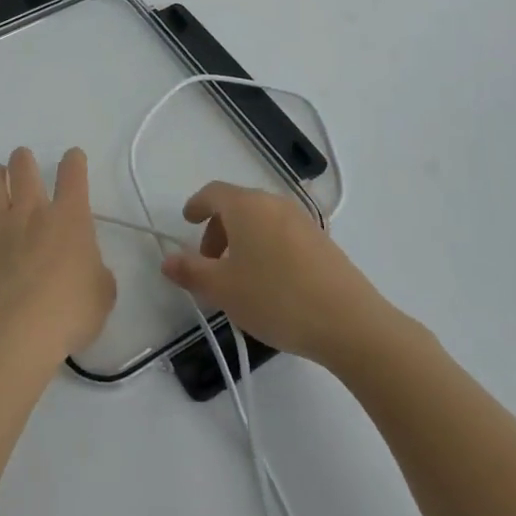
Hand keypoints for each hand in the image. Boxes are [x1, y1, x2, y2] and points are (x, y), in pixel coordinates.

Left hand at [0, 147, 116, 369]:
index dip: (74, 161)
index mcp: (69, 219)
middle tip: (25, 167)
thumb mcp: (102, 297)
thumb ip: (97, 273)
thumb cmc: (65, 317)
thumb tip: (87, 269)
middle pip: (23, 166)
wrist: (10, 338)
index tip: (73, 159)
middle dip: (25, 160)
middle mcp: (30, 211)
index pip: (73, 174)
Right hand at [159, 182, 388, 365]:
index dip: (196, 205)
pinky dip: (266, 246)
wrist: (349, 322)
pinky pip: (282, 233)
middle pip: (238, 205)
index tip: (187, 221)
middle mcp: (275, 203)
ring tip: (239, 276)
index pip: (213, 193)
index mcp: (247, 206)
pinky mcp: (322, 241)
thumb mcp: (223, 289)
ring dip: (243, 239)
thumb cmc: (276, 299)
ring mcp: (303, 220)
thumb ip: (191, 272)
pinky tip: (270, 282)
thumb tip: (167, 260)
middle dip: (218, 228)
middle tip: (209, 261)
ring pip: (262, 220)